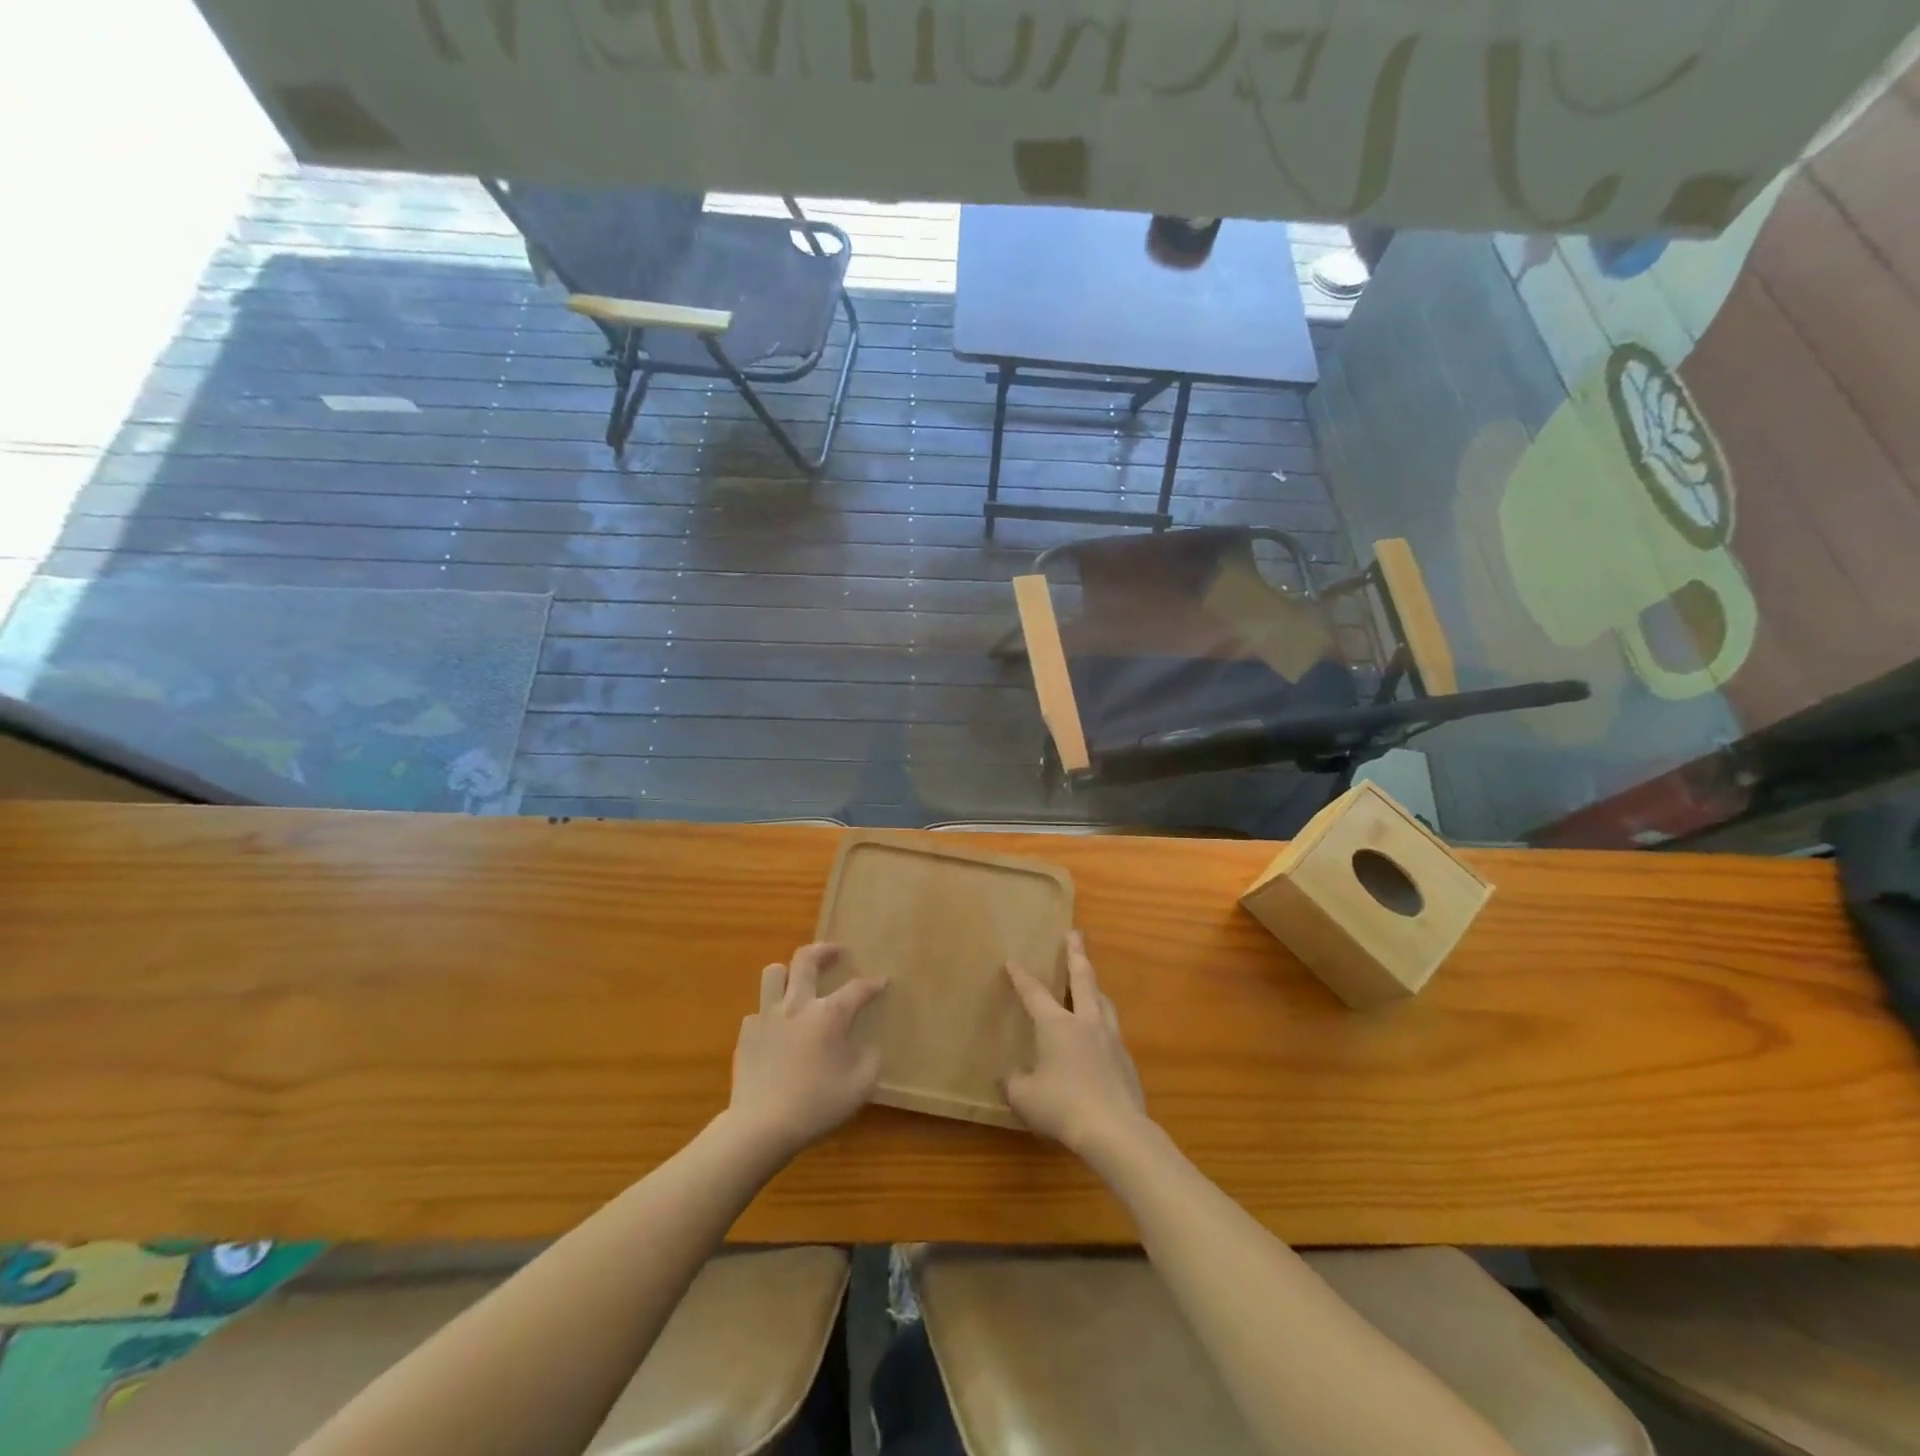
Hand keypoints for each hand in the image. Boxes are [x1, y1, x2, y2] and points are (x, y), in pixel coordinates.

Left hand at [728, 943, 888, 1160]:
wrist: (761, 1126)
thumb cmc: (816, 1105)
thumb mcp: (860, 1087)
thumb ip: (870, 1060)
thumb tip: (868, 1047)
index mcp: (829, 1015)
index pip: (857, 988)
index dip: (873, 983)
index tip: (883, 981)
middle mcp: (798, 1005)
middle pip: (807, 959)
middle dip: (825, 950)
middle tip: (836, 953)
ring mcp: (767, 1016)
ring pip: (774, 973)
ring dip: (788, 972)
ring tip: (798, 982)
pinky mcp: (746, 1033)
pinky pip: (758, 1011)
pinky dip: (769, 1014)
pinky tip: (776, 1031)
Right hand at [1004, 931, 1148, 1156]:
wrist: (1115, 1130)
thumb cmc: (1063, 1107)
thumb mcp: (1025, 1097)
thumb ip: (1014, 1082)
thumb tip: (1010, 1076)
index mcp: (1056, 1025)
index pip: (1034, 993)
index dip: (1021, 977)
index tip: (1013, 960)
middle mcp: (1085, 1022)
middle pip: (1082, 979)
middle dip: (1076, 954)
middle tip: (1075, 934)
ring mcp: (1110, 1039)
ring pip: (1103, 1001)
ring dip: (1095, 986)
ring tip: (1091, 980)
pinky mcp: (1126, 1060)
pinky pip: (1112, 1031)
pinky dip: (1103, 1024)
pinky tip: (1100, 1036)